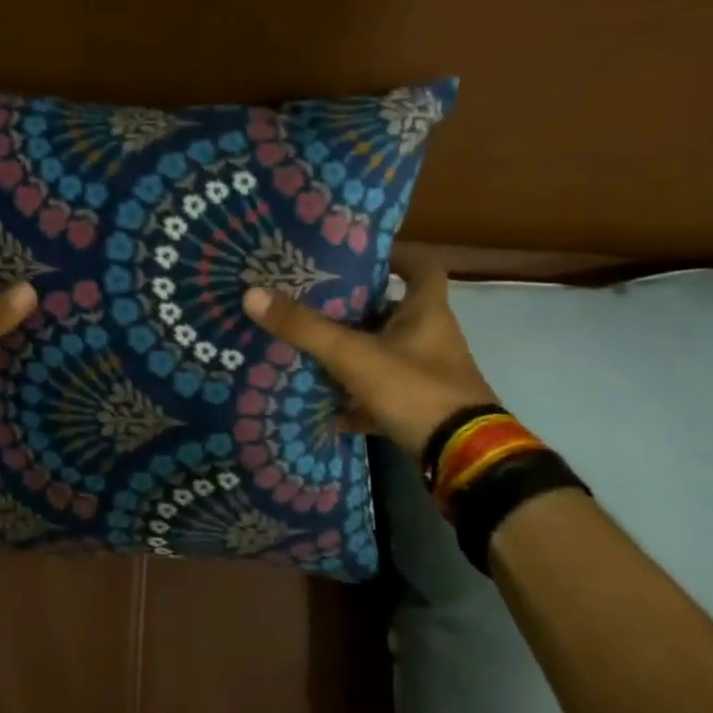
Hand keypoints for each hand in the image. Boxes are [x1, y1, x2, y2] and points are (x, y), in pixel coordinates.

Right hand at [243, 251, 497, 459]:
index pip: (421, 268)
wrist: (461, 458)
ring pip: (383, 353)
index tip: (359, 255)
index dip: (395, 256)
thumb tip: (251, 293)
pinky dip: (353, 399)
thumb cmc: (415, 390)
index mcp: (426, 313)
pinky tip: (322, 404)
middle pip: (392, 311)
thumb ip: (304, 327)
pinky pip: (380, 395)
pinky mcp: (418, 409)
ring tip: (307, 346)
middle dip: (355, 307)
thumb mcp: (353, 355)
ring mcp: (426, 376)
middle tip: (312, 300)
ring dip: (351, 352)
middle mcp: (430, 339)